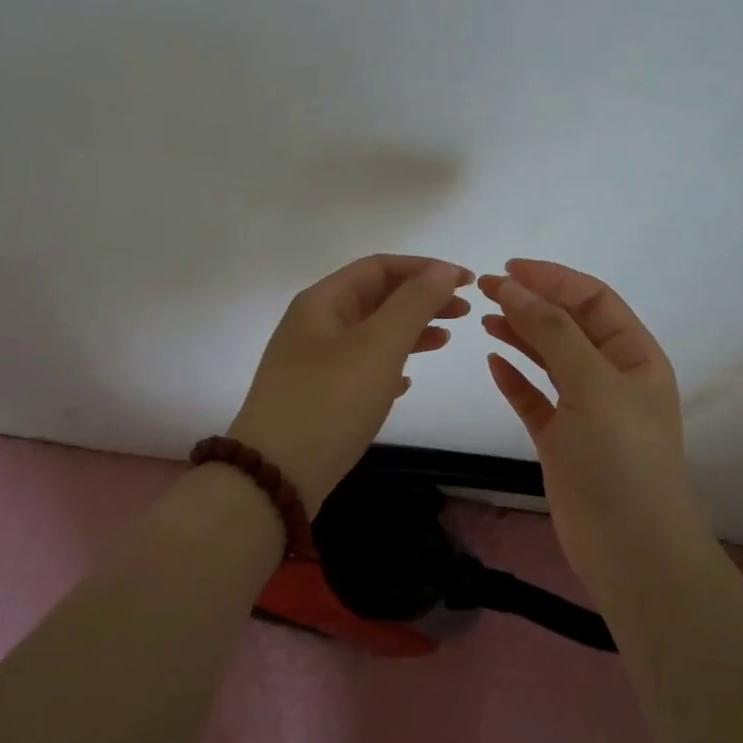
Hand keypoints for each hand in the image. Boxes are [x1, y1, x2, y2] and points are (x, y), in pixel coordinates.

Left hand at [228, 254, 474, 514]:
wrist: (276, 475)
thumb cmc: (330, 401)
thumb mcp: (378, 346)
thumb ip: (414, 304)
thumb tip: (443, 272)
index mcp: (323, 302)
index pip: (379, 267)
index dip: (425, 268)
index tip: (467, 282)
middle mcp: (314, 325)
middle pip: (375, 298)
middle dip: (421, 299)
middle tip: (464, 312)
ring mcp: (312, 363)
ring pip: (369, 334)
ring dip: (409, 332)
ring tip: (445, 341)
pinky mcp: (316, 397)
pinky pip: (359, 368)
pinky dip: (388, 366)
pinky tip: (407, 383)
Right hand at [479, 259, 711, 590]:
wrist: (631, 548)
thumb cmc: (621, 458)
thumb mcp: (593, 384)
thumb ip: (552, 332)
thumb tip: (514, 286)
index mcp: (634, 356)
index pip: (593, 301)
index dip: (553, 279)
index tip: (508, 268)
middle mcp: (611, 377)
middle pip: (568, 326)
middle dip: (531, 303)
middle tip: (485, 290)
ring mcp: (584, 411)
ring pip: (548, 360)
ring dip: (519, 335)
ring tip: (484, 318)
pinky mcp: (560, 440)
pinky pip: (534, 399)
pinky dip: (514, 379)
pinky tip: (492, 362)